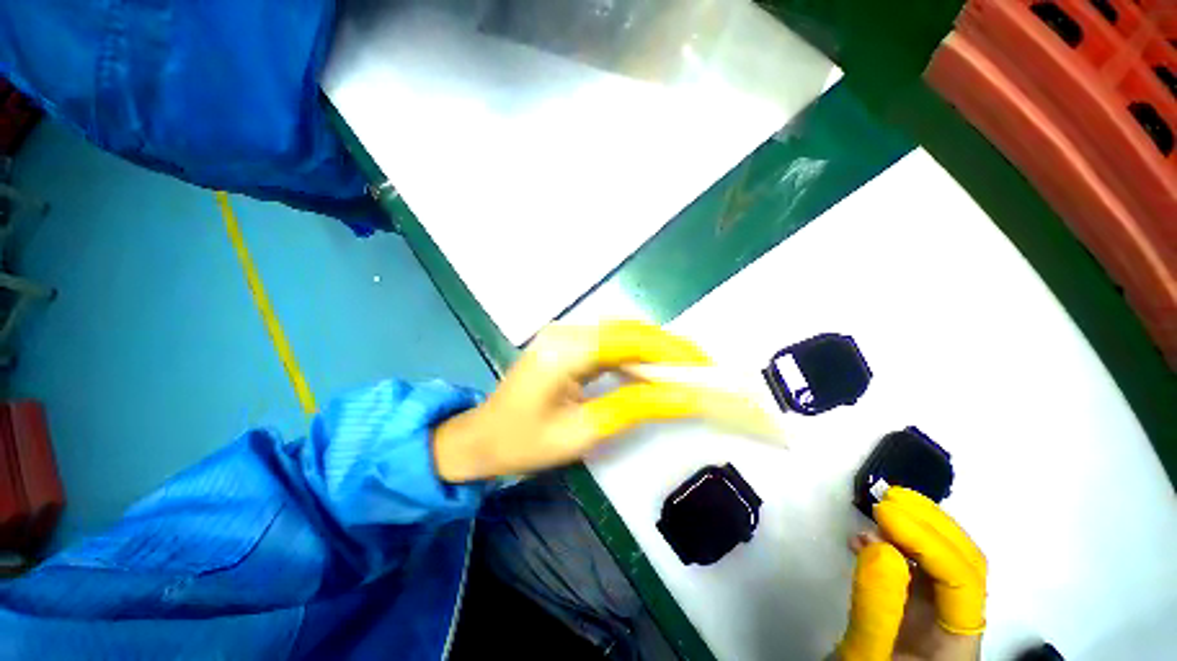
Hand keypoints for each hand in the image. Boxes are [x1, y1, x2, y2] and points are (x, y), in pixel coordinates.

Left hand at [432, 320, 713, 482]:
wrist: (480, 439)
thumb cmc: (523, 443)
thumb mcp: (583, 432)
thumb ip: (635, 406)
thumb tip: (684, 397)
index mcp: (565, 350)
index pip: (630, 339)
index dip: (671, 351)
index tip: (704, 368)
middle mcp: (566, 332)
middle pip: (629, 330)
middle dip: (668, 348)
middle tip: (701, 369)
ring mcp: (565, 335)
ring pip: (622, 333)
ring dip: (655, 350)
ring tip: (685, 370)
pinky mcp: (567, 345)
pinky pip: (610, 343)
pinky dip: (636, 356)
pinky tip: (653, 371)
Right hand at [838, 487, 986, 660]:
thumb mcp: (866, 653)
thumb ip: (875, 607)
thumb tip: (878, 543)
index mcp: (958, 643)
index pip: (962, 581)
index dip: (928, 541)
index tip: (884, 512)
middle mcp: (959, 622)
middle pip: (963, 563)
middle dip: (930, 524)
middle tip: (888, 498)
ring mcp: (940, 611)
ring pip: (942, 560)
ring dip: (913, 529)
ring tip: (876, 512)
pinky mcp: (917, 603)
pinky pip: (915, 565)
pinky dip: (895, 543)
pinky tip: (865, 537)